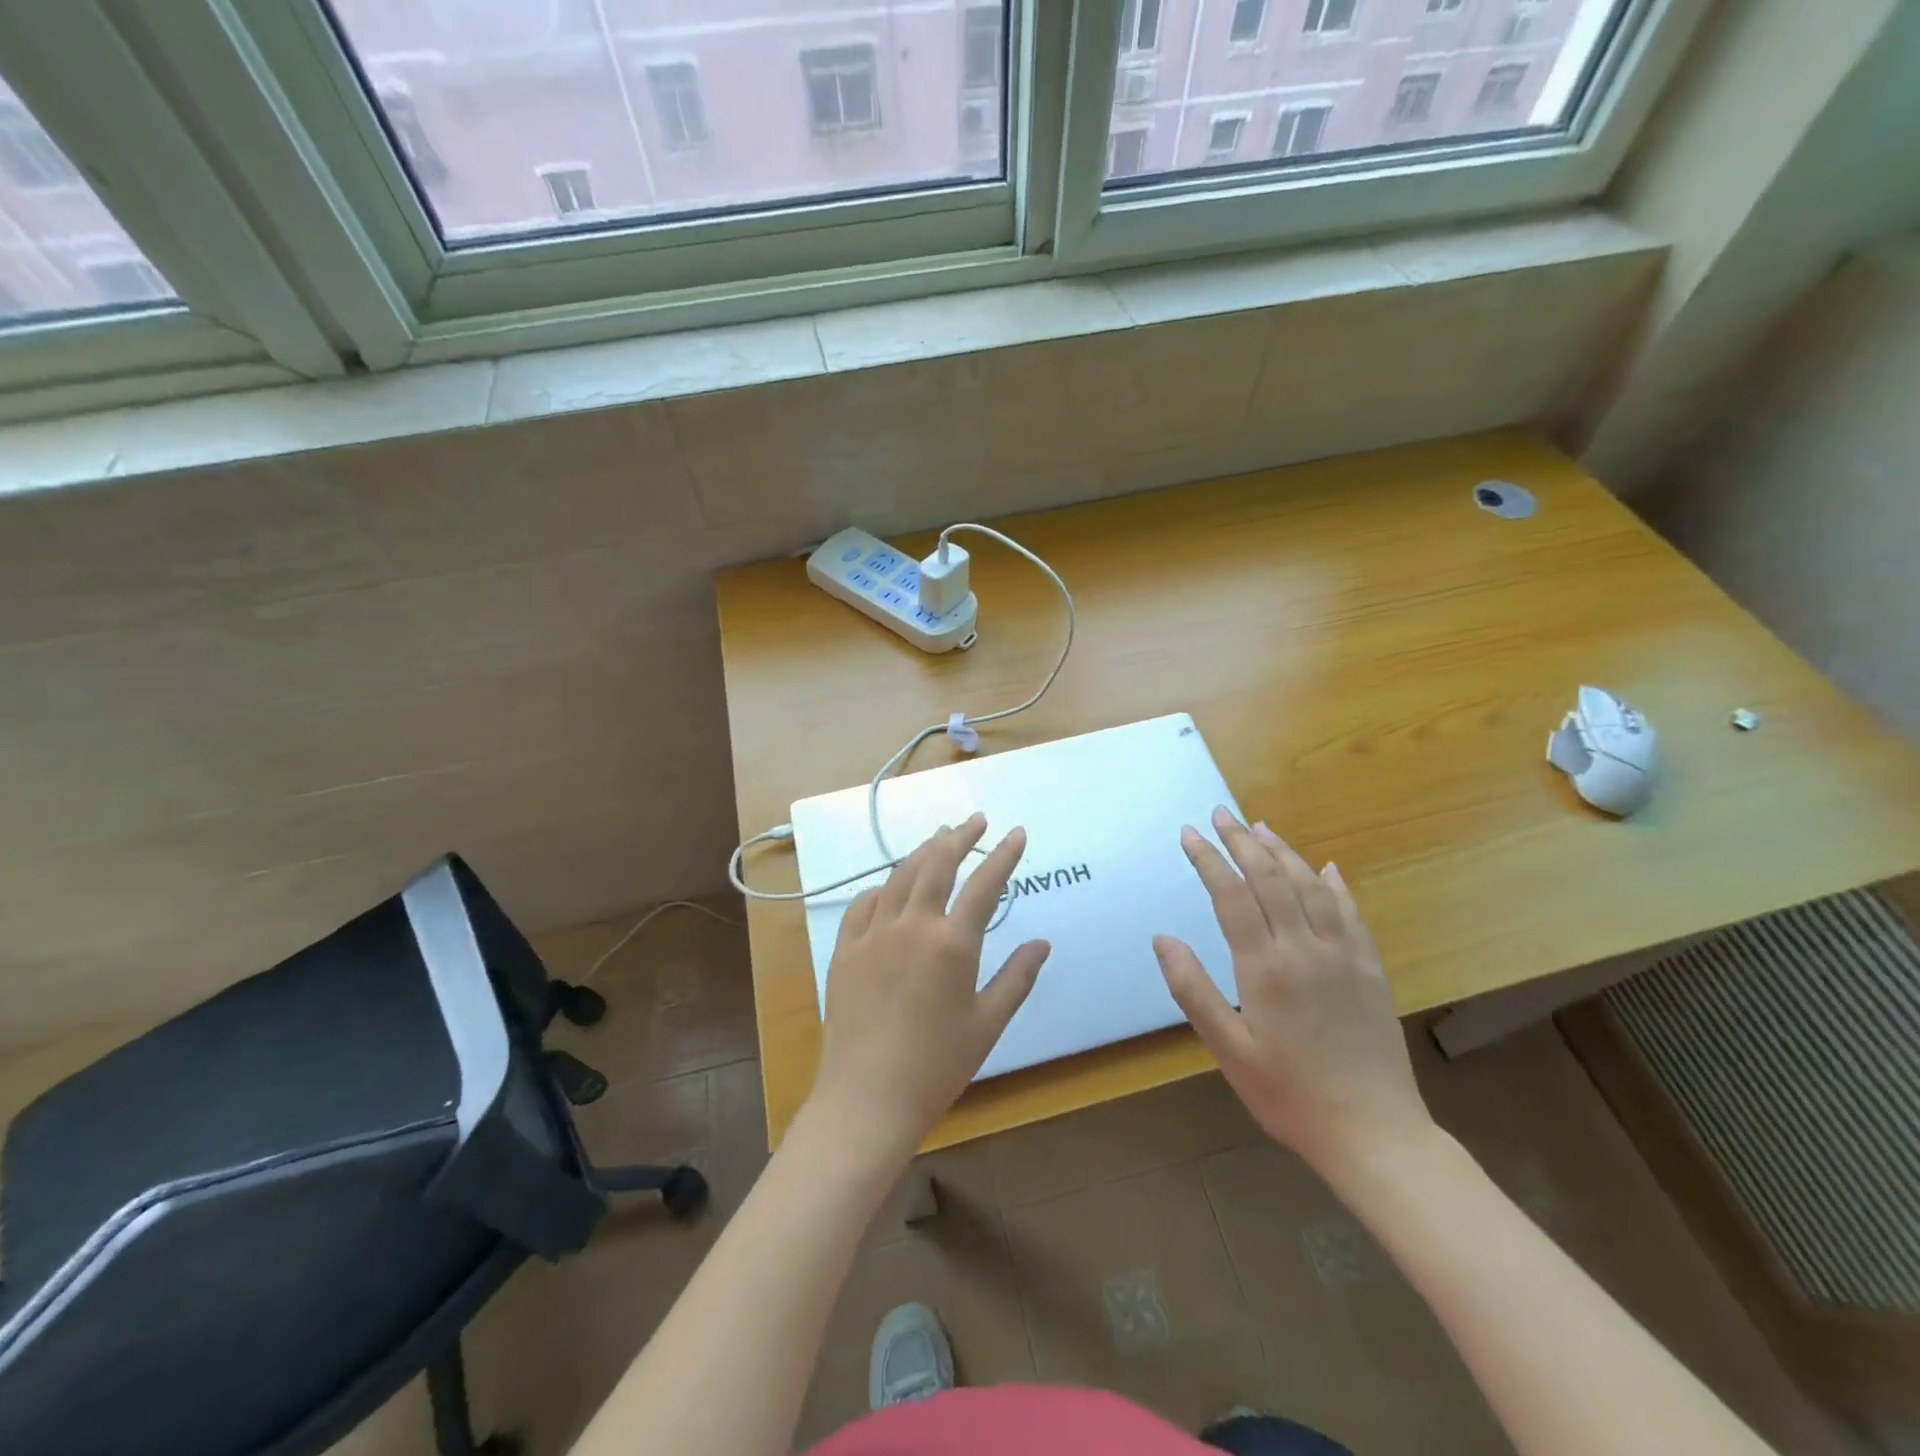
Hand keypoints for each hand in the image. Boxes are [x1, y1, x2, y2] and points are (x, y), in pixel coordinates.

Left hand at [808, 814, 1050, 1164]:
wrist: (867, 1099)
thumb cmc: (936, 1066)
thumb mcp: (987, 1024)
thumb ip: (1017, 977)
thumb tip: (1042, 942)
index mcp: (952, 944)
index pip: (984, 885)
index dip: (1004, 855)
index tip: (1017, 833)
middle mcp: (911, 926)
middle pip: (936, 864)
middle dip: (959, 836)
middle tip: (975, 820)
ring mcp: (872, 934)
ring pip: (899, 876)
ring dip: (922, 852)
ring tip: (939, 838)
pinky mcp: (844, 950)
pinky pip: (864, 904)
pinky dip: (883, 887)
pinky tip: (891, 886)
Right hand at [1153, 807, 1433, 1178]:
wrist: (1375, 1135)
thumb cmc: (1289, 1095)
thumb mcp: (1229, 1050)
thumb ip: (1193, 990)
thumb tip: (1162, 938)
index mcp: (1266, 968)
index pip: (1232, 895)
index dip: (1208, 860)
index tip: (1189, 834)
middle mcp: (1306, 949)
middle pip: (1271, 879)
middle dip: (1242, 841)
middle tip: (1220, 814)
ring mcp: (1344, 956)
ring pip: (1311, 887)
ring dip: (1283, 853)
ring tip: (1260, 828)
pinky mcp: (1371, 969)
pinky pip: (1351, 913)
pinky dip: (1335, 885)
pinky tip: (1326, 868)